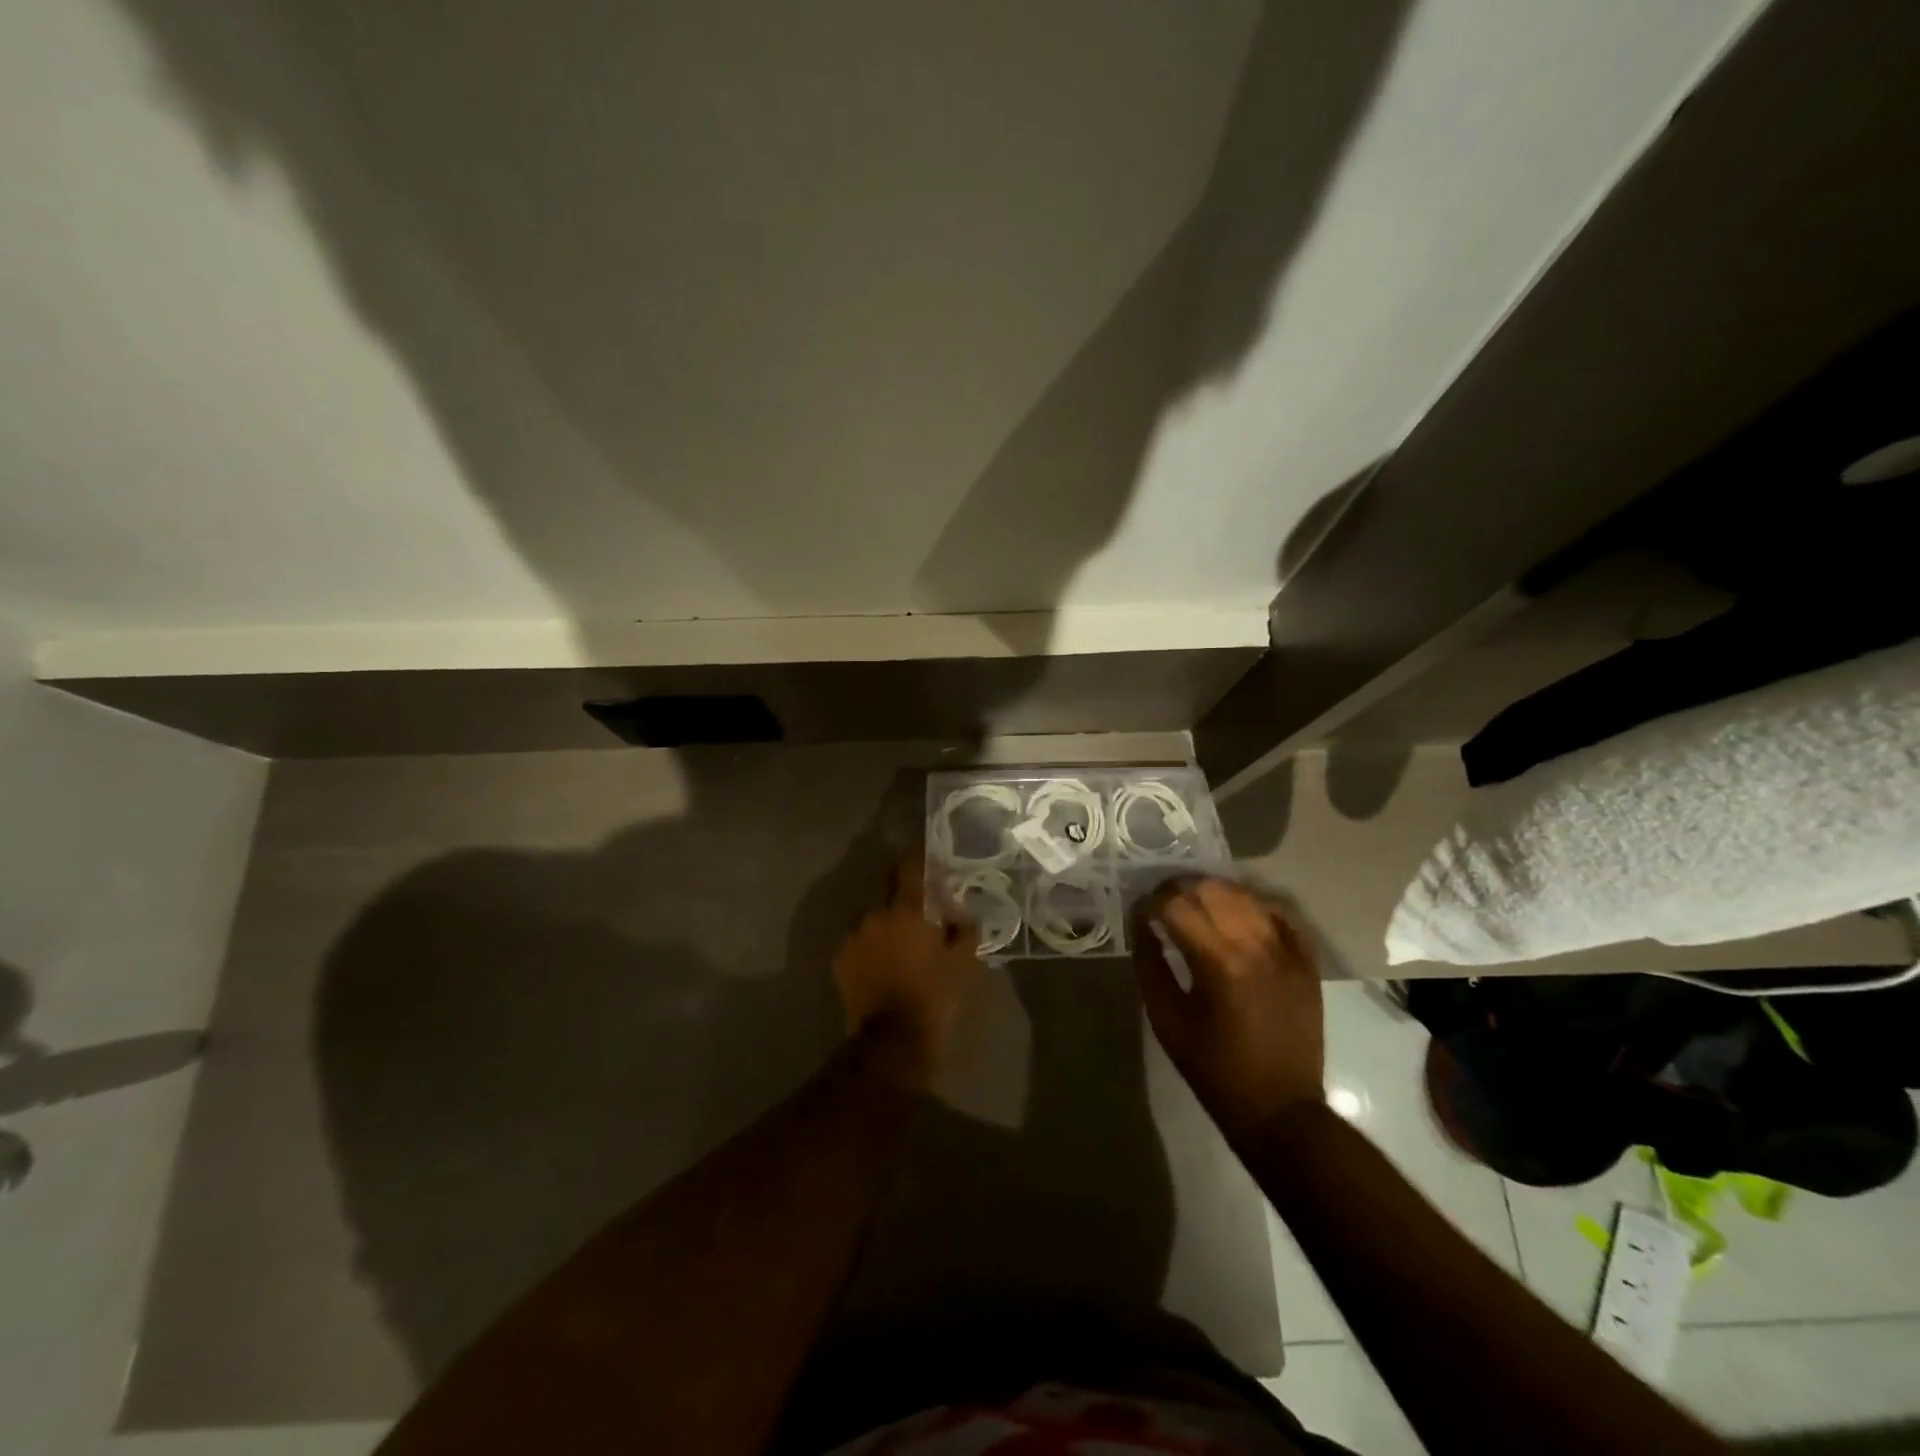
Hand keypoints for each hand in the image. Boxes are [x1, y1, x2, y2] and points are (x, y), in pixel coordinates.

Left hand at [832, 852, 979, 1089]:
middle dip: (907, 904)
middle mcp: (875, 915)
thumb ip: (965, 929)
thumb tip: (962, 914)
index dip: (920, 859)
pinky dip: (872, 949)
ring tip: (903, 950)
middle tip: (924, 920)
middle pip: (892, 896)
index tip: (930, 861)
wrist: (892, 1043)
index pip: (910, 867)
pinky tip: (884, 967)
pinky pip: (861, 944)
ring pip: (875, 922)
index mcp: (907, 910)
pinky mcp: (840, 961)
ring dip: (888, 928)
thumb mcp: (963, 963)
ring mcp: (853, 938)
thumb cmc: (934, 997)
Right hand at [1133, 877, 1323, 1144]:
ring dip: (1213, 892)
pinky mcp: (1305, 960)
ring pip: (1245, 894)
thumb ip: (1149, 964)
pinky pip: (1279, 912)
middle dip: (1178, 889)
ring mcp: (1287, 949)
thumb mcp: (1166, 1019)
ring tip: (1194, 905)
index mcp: (1218, 961)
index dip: (1150, 902)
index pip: (1176, 905)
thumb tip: (1140, 923)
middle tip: (1161, 904)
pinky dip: (1252, 904)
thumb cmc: (1213, 1068)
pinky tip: (1235, 913)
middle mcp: (1256, 944)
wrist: (1279, 1108)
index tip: (1138, 912)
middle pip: (1211, 889)